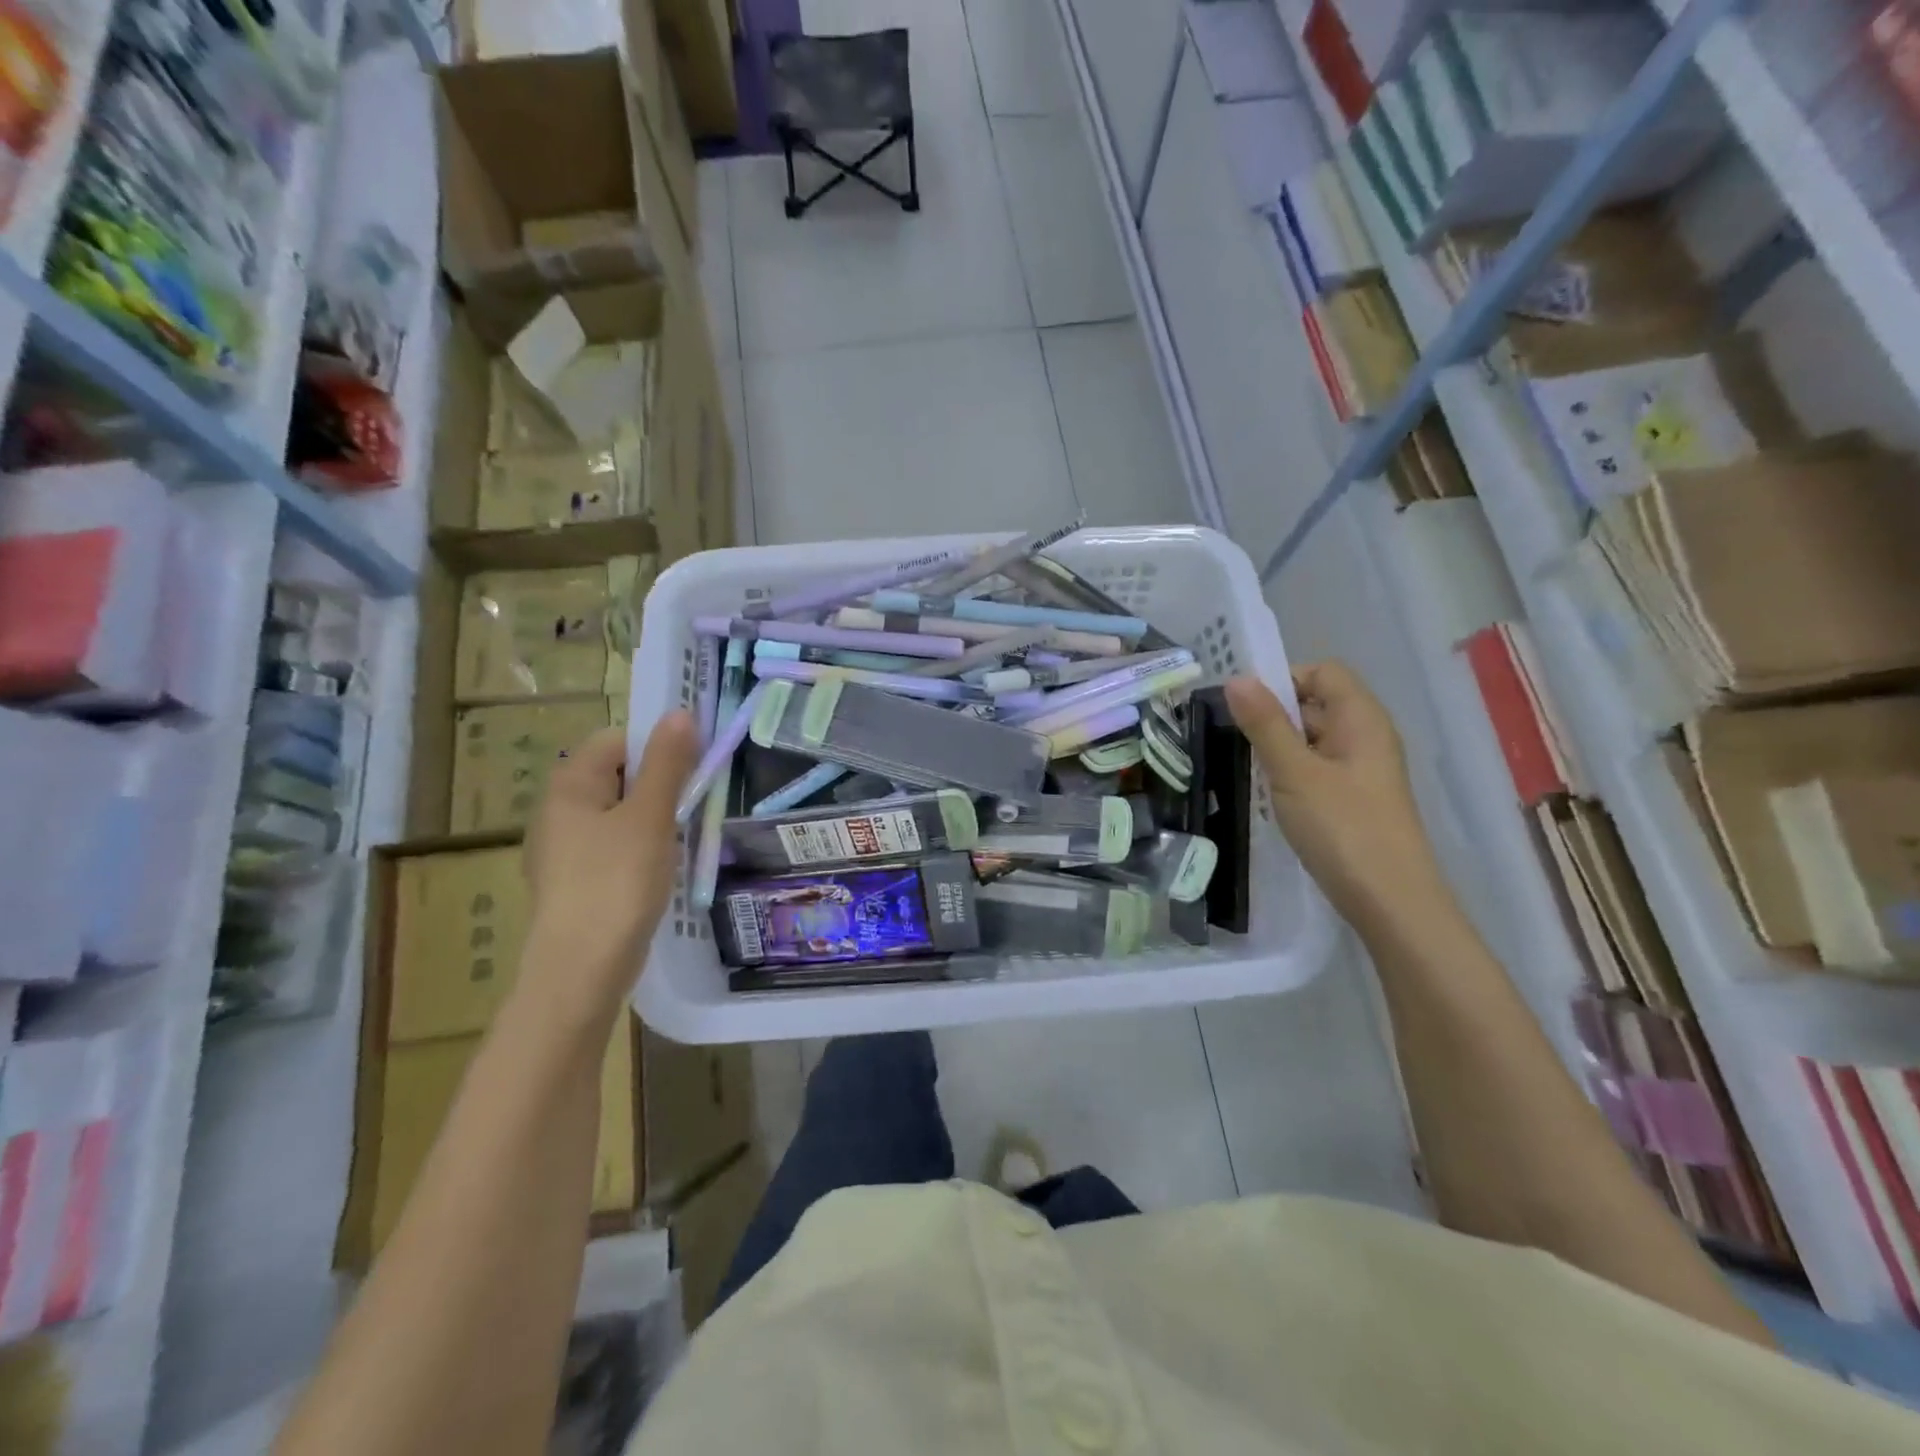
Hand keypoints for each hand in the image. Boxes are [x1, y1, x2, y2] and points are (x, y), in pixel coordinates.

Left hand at [523, 712, 699, 1023]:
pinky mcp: (577, 881)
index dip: (658, 745)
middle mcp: (559, 810)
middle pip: (619, 775)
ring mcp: (565, 849)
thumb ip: (667, 763)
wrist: (581, 970)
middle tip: (696, 802)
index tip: (695, 765)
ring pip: (620, 813)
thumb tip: (681, 712)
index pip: (618, 740)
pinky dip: (642, 847)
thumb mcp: (650, 816)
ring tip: (684, 836)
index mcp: (571, 785)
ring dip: (655, 817)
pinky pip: (615, 846)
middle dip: (661, 783)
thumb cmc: (617, 882)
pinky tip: (662, 868)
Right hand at [1225, 664, 1445, 925]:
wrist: (1391, 902)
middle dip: (1275, 715)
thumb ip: (1264, 724)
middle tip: (1235, 739)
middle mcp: (1367, 736)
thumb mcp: (1294, 772)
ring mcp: (1364, 770)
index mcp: (1361, 719)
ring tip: (1249, 769)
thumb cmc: (1342, 828)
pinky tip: (1272, 797)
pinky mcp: (1356, 799)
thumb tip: (1236, 679)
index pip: (1322, 672)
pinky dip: (1292, 773)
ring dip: (1280, 747)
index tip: (1244, 708)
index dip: (1283, 679)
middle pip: (1318, 703)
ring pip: (1314, 739)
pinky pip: (1318, 768)